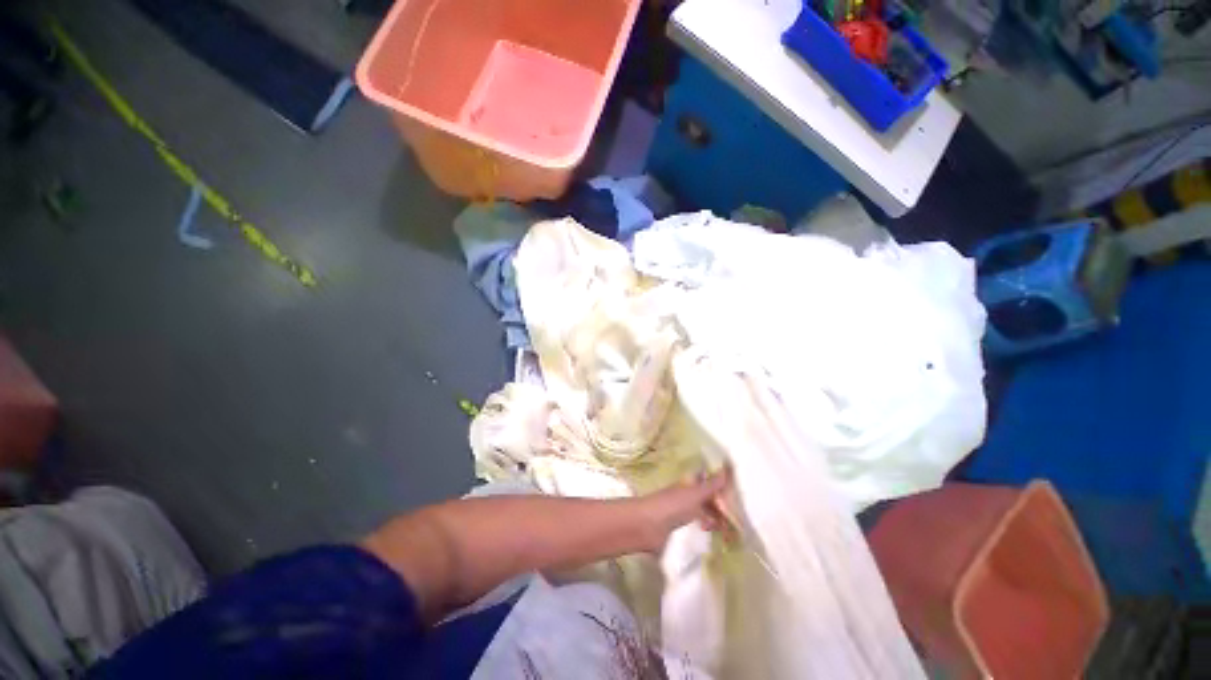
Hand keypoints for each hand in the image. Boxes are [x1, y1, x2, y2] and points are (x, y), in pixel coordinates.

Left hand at [637, 468, 732, 552]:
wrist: (647, 526)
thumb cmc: (672, 505)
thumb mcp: (695, 494)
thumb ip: (711, 485)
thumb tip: (727, 467)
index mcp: (689, 483)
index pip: (707, 480)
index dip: (720, 484)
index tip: (736, 492)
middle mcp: (686, 494)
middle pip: (706, 496)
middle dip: (720, 503)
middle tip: (737, 515)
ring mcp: (681, 510)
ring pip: (703, 509)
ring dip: (715, 516)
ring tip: (729, 527)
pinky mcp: (678, 526)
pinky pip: (697, 523)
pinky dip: (706, 526)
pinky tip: (712, 532)